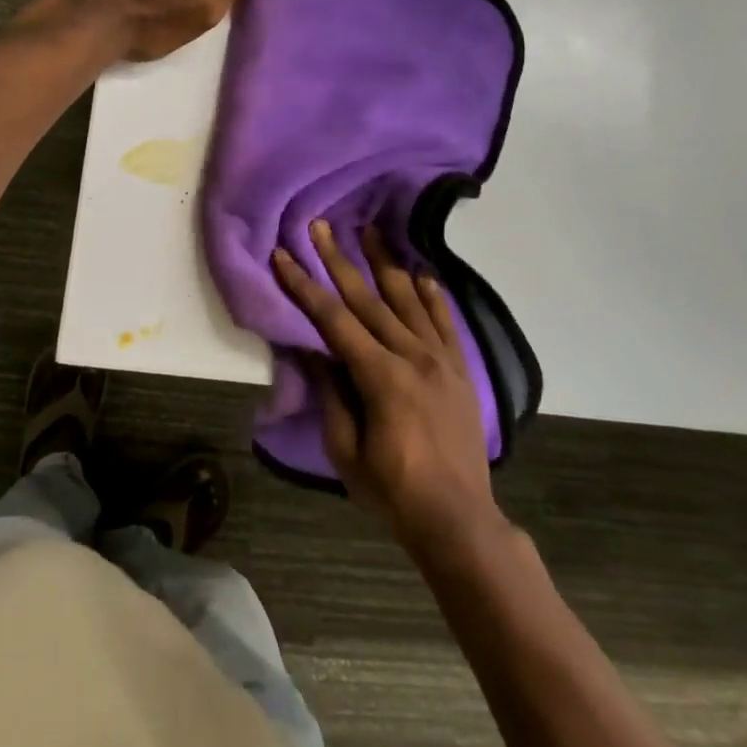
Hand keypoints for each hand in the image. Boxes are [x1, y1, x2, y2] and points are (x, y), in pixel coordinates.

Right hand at [273, 220, 501, 555]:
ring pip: (409, 301)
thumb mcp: (345, 451)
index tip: (284, 256)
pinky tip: (422, 274)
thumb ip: (331, 395)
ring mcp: (442, 361)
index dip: (305, 286)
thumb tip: (314, 351)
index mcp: (381, 377)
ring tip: (370, 230)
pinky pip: (446, 324)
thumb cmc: (393, 491)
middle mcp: (413, 357)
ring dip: (386, 264)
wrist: (459, 520)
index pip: (334, 320)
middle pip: (369, 299)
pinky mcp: (461, 371)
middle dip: (339, 260)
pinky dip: (433, 296)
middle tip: (320, 226)